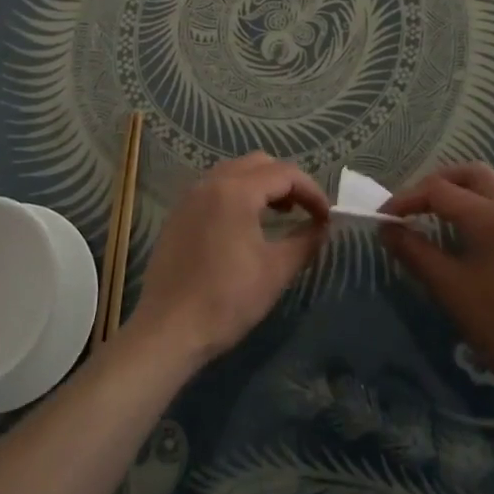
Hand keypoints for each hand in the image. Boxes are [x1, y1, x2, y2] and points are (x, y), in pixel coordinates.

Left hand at [127, 153, 328, 366]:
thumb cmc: (227, 300)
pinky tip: (244, 225)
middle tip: (304, 210)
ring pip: (234, 172)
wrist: (167, 330)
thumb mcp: (276, 271)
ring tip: (278, 214)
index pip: (285, 173)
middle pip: (258, 163)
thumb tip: (322, 226)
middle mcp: (211, 183)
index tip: (326, 217)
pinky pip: (214, 188)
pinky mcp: (178, 214)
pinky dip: (237, 194)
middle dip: (287, 181)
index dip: (312, 191)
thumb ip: (305, 241)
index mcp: (236, 191)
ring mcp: (190, 197)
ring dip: (261, 184)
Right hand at [383, 164, 493, 414]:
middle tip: (416, 206)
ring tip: (451, 208)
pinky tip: (484, 227)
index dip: (407, 198)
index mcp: (492, 217)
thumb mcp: (449, 289)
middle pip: (472, 173)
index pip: (439, 191)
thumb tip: (387, 228)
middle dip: (438, 183)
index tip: (386, 216)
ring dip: (471, 184)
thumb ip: (415, 252)